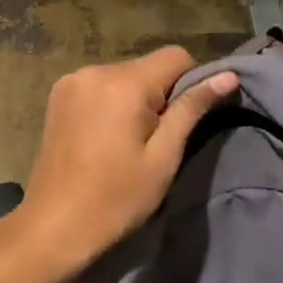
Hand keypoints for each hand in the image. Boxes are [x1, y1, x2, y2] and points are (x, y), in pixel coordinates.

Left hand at [9, 47, 237, 277]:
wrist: (54, 226)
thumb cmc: (116, 198)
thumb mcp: (163, 156)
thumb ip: (192, 109)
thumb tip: (228, 76)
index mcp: (123, 83)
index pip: (176, 56)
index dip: (190, 83)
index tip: (182, 121)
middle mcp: (95, 70)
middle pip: (148, 66)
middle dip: (160, 94)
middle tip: (155, 140)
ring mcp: (71, 81)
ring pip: (124, 76)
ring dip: (135, 99)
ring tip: (127, 142)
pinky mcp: (58, 95)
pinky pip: (100, 85)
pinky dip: (111, 102)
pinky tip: (105, 137)